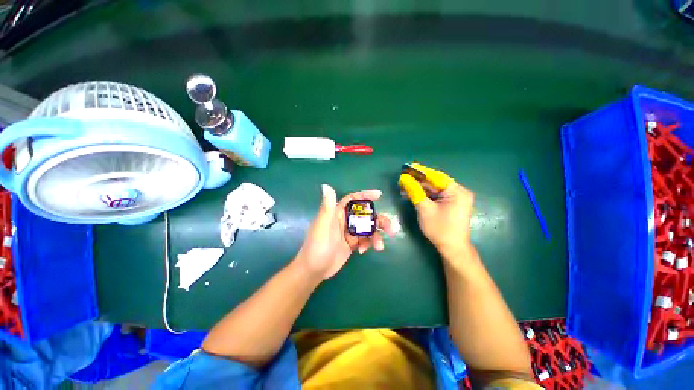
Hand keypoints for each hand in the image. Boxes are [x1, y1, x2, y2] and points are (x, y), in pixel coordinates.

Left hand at [295, 185, 394, 279]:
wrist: (314, 270)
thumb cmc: (317, 246)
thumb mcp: (322, 225)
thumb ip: (327, 207)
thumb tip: (325, 185)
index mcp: (337, 212)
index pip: (353, 199)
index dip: (365, 195)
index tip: (379, 195)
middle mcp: (345, 220)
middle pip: (365, 215)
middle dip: (378, 220)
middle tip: (389, 229)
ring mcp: (350, 232)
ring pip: (368, 228)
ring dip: (376, 235)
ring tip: (379, 246)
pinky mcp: (352, 243)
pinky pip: (365, 239)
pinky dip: (368, 244)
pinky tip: (363, 251)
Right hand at [398, 166, 473, 258]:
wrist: (452, 248)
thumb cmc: (439, 229)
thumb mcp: (424, 209)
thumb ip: (414, 191)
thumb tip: (404, 178)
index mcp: (457, 191)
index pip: (436, 176)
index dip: (420, 171)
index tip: (407, 167)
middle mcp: (458, 192)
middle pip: (435, 182)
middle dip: (418, 181)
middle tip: (403, 178)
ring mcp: (455, 198)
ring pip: (434, 189)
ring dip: (420, 188)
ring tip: (404, 186)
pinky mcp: (451, 204)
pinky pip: (436, 195)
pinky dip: (425, 194)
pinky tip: (412, 193)